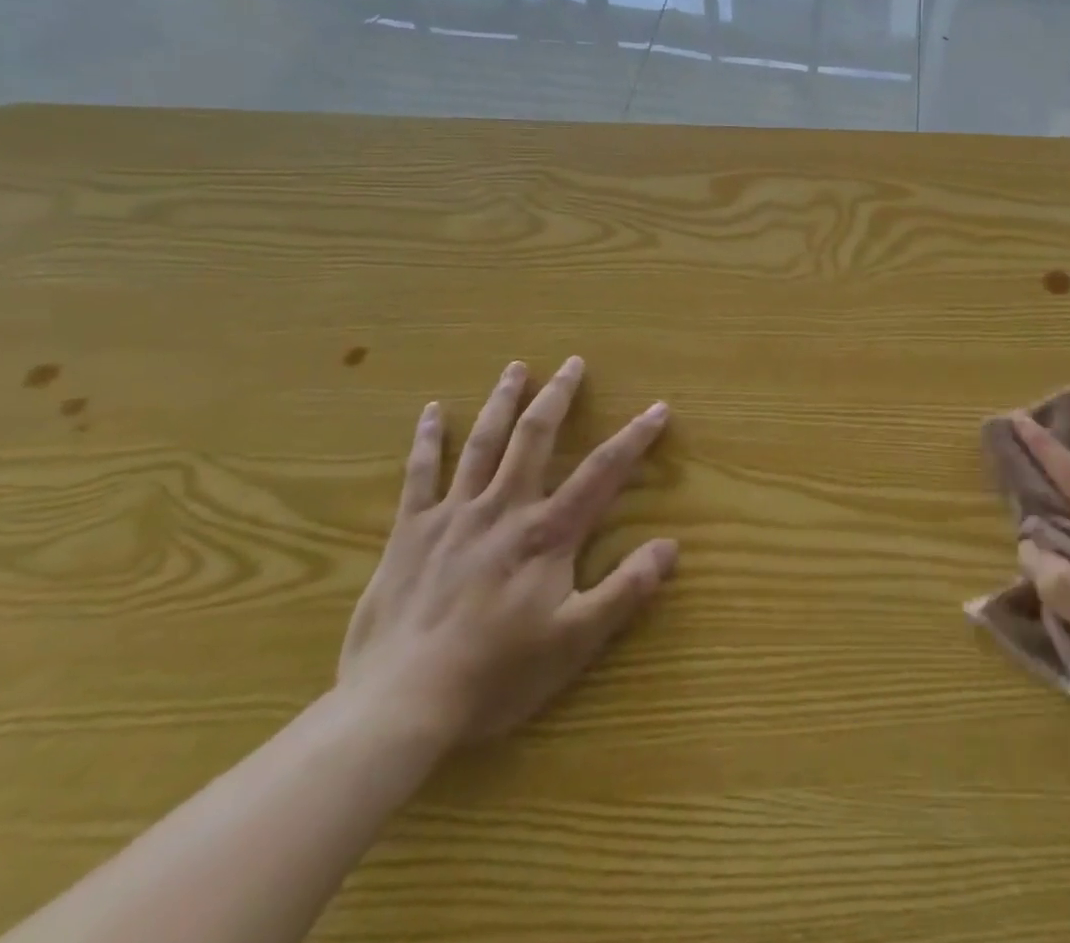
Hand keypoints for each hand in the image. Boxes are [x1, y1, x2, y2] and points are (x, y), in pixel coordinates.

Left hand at [336, 356, 677, 749]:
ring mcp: (453, 516)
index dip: (634, 437)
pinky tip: (432, 411)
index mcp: (547, 533)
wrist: (399, 708)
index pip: (602, 471)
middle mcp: (503, 509)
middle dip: (558, 396)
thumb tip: (670, 546)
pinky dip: (428, 440)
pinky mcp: (410, 533)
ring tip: (516, 368)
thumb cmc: (495, 675)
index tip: (658, 408)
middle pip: (535, 438)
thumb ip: (625, 590)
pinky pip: (419, 475)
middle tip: (572, 362)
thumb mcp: (575, 640)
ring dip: (502, 402)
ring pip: (482, 444)